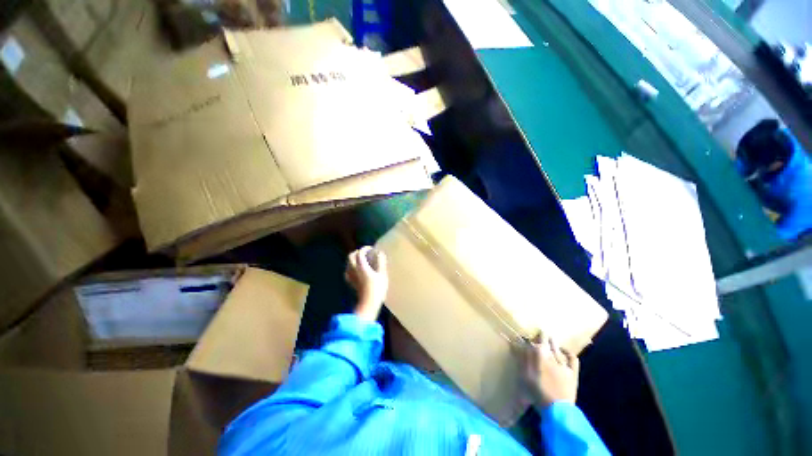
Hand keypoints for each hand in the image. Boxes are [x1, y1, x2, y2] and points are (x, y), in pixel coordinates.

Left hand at [345, 246, 387, 321]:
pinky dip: (352, 268)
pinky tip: (357, 271)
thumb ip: (381, 262)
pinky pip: (348, 271)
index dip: (365, 249)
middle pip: (350, 257)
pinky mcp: (351, 283)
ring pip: (348, 264)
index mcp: (361, 266)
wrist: (368, 304)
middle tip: (365, 253)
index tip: (371, 249)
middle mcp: (353, 270)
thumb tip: (380, 253)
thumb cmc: (377, 289)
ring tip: (362, 260)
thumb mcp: (382, 274)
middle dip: (357, 252)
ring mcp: (351, 277)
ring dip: (353, 259)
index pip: (360, 253)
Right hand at [520, 336, 579, 407]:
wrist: (558, 410)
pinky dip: (568, 352)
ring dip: (552, 342)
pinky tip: (564, 350)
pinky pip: (572, 358)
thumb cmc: (538, 393)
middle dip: (543, 336)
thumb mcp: (525, 376)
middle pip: (547, 341)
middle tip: (539, 334)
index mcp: (540, 357)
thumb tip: (516, 345)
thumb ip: (522, 359)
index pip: (535, 341)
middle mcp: (552, 357)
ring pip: (557, 348)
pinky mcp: (572, 372)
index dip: (532, 337)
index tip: (527, 335)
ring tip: (549, 339)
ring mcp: (564, 364)